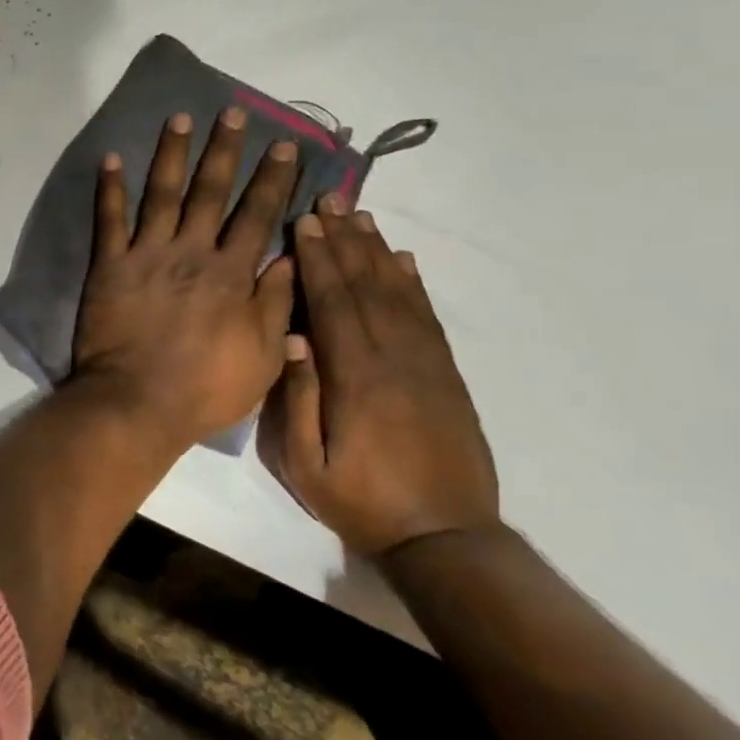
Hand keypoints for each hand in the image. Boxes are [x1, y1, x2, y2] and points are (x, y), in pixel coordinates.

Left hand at [72, 108, 301, 446]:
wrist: (137, 403)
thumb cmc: (205, 388)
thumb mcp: (263, 355)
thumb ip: (276, 304)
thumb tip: (292, 259)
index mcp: (231, 274)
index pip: (257, 215)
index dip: (273, 179)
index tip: (284, 146)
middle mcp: (191, 253)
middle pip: (212, 192)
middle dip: (225, 150)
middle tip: (233, 113)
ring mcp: (147, 254)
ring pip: (163, 194)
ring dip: (172, 154)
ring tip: (180, 118)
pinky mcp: (109, 265)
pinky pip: (109, 219)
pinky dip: (110, 188)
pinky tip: (111, 158)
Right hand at [259, 195, 499, 555]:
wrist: (446, 539)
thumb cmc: (361, 501)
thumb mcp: (306, 463)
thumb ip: (299, 398)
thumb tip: (291, 337)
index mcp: (356, 378)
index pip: (333, 304)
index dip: (318, 260)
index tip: (304, 223)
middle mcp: (395, 359)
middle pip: (366, 287)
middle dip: (345, 241)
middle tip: (331, 200)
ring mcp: (427, 365)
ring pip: (399, 294)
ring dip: (377, 252)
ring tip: (361, 217)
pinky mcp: (447, 376)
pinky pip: (428, 318)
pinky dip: (413, 284)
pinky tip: (403, 262)